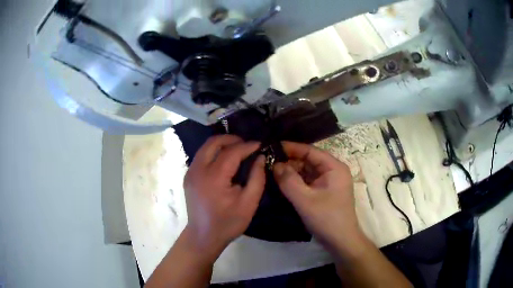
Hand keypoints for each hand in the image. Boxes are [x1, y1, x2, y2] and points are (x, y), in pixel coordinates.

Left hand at [183, 135, 265, 257]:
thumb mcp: (249, 203)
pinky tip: (224, 159)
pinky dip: (214, 152)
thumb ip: (257, 178)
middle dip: (232, 139)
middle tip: (247, 144)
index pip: (231, 152)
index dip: (247, 146)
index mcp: (214, 177)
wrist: (203, 236)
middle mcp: (198, 170)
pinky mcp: (188, 176)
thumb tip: (260, 157)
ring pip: (205, 147)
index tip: (260, 144)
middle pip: (213, 142)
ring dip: (222, 144)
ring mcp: (190, 172)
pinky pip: (201, 156)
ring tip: (238, 149)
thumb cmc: (228, 223)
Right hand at [273, 142, 361, 251]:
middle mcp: (333, 171)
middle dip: (289, 161)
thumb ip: (288, 180)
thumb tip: (274, 164)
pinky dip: (295, 182)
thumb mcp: (304, 200)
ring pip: (307, 171)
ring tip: (270, 171)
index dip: (290, 148)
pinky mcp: (324, 192)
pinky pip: (308, 182)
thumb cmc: (326, 218)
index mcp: (334, 167)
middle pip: (308, 160)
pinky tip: (281, 183)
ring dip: (291, 172)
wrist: (341, 241)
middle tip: (267, 162)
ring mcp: (329, 182)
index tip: (271, 147)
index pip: (310, 151)